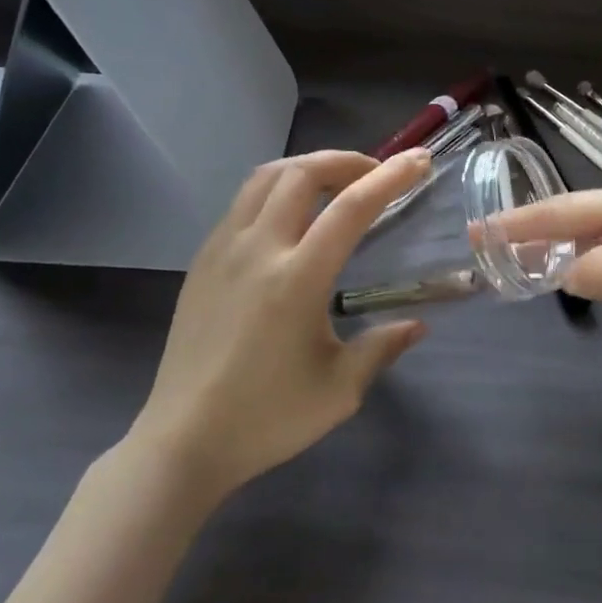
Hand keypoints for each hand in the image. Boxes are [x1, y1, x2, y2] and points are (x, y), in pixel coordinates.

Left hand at [131, 150, 432, 501]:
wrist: (182, 441)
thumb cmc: (266, 418)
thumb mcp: (339, 389)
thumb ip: (382, 347)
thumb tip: (417, 326)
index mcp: (297, 278)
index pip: (351, 207)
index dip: (390, 177)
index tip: (419, 161)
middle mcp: (259, 248)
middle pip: (303, 173)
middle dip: (346, 161)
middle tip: (374, 173)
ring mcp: (223, 248)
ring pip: (266, 177)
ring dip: (307, 167)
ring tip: (334, 183)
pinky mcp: (203, 258)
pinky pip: (243, 201)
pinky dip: (276, 188)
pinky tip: (289, 215)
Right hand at [494, 186, 601, 387]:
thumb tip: (562, 268)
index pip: (569, 207)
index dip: (523, 220)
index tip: (480, 229)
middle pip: (584, 217)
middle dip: (538, 230)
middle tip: (495, 250)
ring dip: (566, 249)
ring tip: (528, 264)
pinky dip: (598, 267)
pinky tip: (590, 281)